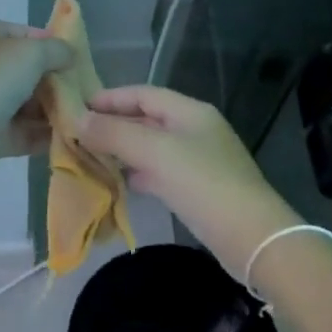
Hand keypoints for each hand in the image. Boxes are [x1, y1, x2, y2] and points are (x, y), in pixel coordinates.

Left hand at [0, 22, 73, 183]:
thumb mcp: (29, 53)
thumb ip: (56, 50)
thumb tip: (70, 54)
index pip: (26, 35)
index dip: (51, 42)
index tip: (77, 56)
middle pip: (33, 72)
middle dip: (59, 81)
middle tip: (89, 91)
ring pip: (33, 104)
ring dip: (57, 110)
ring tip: (87, 116)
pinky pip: (29, 133)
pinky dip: (48, 135)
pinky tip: (74, 136)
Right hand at [78, 85, 299, 275]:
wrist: (253, 238)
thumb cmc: (203, 184)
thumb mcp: (155, 153)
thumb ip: (115, 133)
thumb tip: (78, 118)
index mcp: (190, 111)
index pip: (144, 93)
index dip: (110, 98)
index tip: (78, 106)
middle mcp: (196, 130)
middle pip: (148, 119)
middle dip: (114, 124)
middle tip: (79, 133)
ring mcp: (200, 160)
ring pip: (153, 147)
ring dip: (124, 149)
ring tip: (93, 156)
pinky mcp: (200, 189)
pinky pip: (162, 172)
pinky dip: (140, 173)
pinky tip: (122, 183)